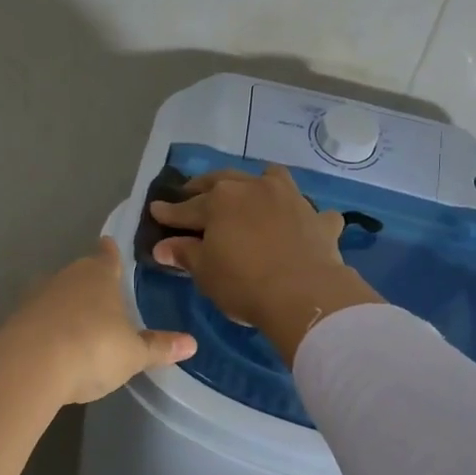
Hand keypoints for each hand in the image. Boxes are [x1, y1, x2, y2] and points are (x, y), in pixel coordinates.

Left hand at [0, 237, 195, 404]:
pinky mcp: (15, 322)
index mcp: (99, 275)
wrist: (29, 367)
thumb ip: (159, 347)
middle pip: (81, 274)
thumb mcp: (134, 354)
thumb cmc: (93, 348)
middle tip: (104, 296)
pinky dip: (48, 329)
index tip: (110, 245)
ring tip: (81, 325)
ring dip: (67, 307)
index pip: (108, 255)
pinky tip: (55, 347)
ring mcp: (36, 298)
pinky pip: (38, 320)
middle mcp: (66, 278)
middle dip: (90, 283)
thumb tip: (192, 344)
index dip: (111, 252)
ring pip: (57, 296)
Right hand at [151, 166, 382, 361]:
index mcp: (221, 200)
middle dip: (205, 187)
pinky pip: (311, 211)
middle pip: (225, 181)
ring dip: (259, 184)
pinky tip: (303, 225)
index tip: (156, 210)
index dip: (170, 211)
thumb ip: (185, 253)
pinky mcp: (319, 219)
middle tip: (194, 194)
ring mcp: (291, 199)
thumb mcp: (205, 272)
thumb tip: (163, 246)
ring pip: (272, 179)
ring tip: (252, 194)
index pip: (187, 206)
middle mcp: (255, 188)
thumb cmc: (244, 283)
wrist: (304, 295)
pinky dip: (304, 216)